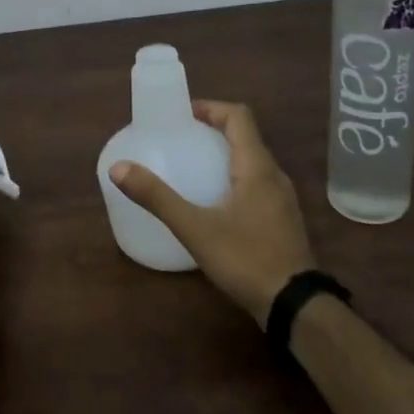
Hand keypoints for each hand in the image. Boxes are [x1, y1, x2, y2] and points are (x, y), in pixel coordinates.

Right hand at [108, 100, 315, 324]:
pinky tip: (213, 202)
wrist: (295, 306)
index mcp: (257, 167)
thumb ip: (157, 197)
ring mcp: (282, 200)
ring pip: (253, 162)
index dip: (210, 108)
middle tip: (179, 140)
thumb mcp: (195, 228)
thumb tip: (118, 168)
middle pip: (245, 137)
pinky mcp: (282, 221)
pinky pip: (256, 184)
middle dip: (212, 131)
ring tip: (192, 167)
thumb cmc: (246, 259)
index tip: (182, 115)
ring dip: (224, 155)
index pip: (239, 117)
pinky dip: (233, 179)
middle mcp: (274, 176)